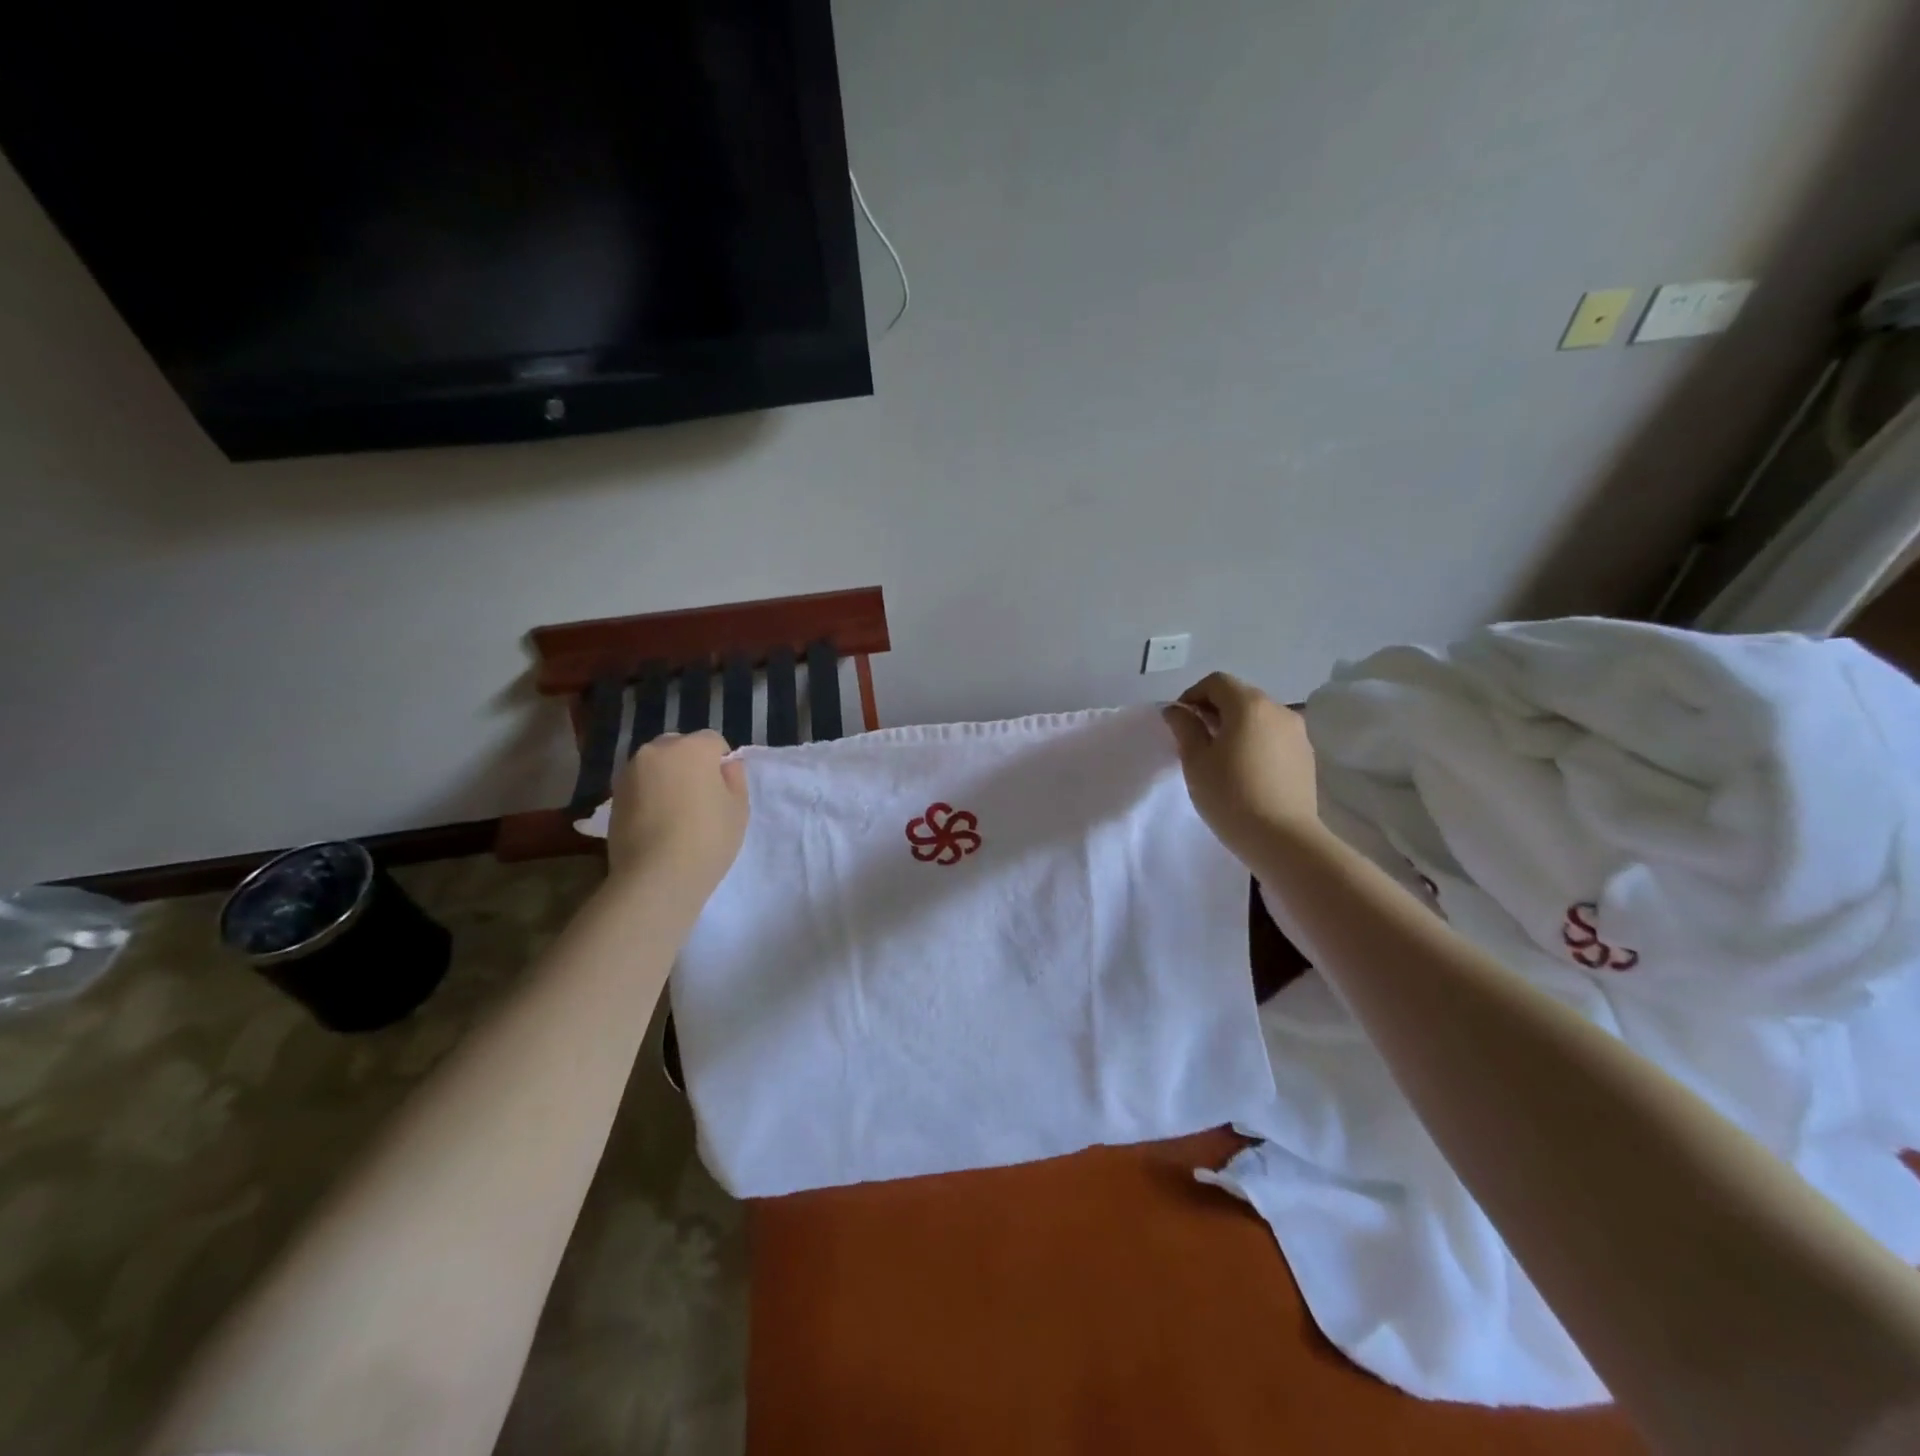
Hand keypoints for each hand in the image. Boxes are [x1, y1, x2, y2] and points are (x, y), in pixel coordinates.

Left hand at [604, 730, 749, 898]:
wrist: (656, 877)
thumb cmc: (708, 838)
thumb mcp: (739, 809)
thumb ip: (735, 779)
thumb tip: (726, 766)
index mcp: (692, 748)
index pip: (713, 741)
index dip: (721, 763)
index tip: (723, 790)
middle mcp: (656, 751)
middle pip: (679, 747)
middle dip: (689, 764)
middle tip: (698, 798)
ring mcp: (630, 773)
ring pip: (655, 766)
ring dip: (666, 779)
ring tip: (674, 813)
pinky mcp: (613, 797)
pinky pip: (639, 786)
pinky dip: (648, 796)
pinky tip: (655, 824)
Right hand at [1163, 672, 1322, 864]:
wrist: (1283, 839)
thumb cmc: (1230, 795)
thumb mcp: (1195, 761)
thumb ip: (1185, 728)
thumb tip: (1177, 710)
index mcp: (1249, 704)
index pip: (1216, 682)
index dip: (1192, 695)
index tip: (1180, 722)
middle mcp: (1278, 709)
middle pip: (1240, 696)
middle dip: (1214, 710)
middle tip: (1197, 739)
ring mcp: (1297, 732)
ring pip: (1259, 716)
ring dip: (1236, 726)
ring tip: (1221, 757)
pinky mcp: (1306, 755)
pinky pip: (1274, 736)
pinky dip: (1256, 742)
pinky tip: (1246, 770)